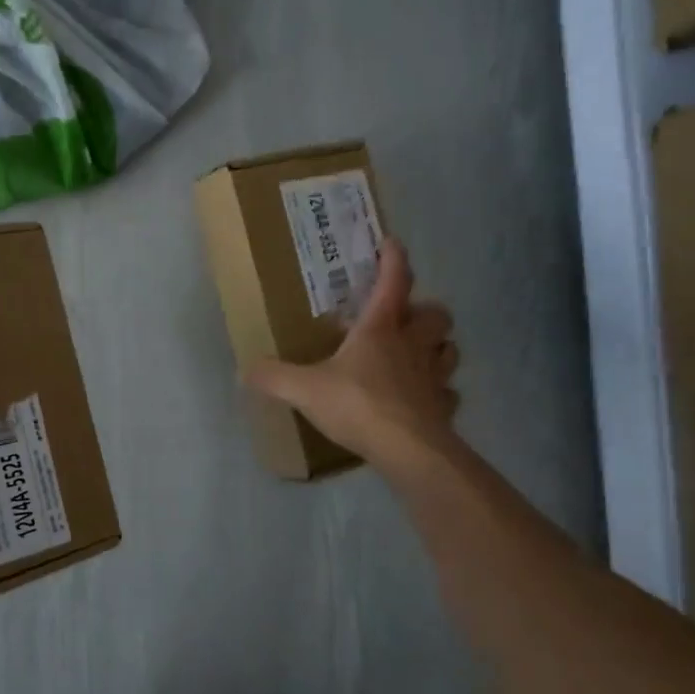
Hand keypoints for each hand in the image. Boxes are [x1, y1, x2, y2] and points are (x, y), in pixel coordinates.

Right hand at [245, 238, 460, 475]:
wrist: (408, 450)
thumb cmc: (357, 404)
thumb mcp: (304, 389)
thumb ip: (274, 377)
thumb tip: (244, 370)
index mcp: (380, 330)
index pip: (393, 282)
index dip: (393, 259)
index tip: (391, 243)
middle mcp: (413, 346)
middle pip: (436, 314)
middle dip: (425, 311)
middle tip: (404, 320)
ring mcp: (434, 377)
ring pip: (449, 349)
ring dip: (438, 347)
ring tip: (417, 355)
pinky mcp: (444, 408)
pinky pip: (447, 393)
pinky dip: (439, 392)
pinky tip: (421, 400)